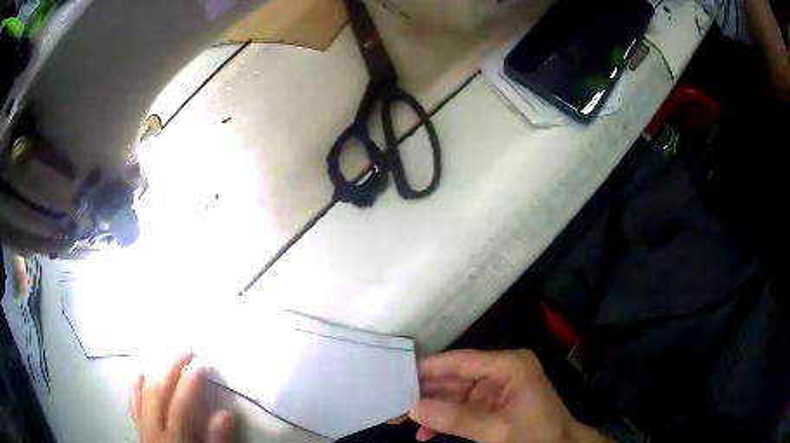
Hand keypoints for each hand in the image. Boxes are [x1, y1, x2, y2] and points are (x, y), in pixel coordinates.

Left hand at [129, 353, 235, 442]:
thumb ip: (217, 441)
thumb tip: (226, 413)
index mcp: (174, 440)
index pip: (180, 405)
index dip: (191, 382)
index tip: (203, 364)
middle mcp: (154, 430)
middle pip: (158, 392)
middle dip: (171, 368)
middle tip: (186, 349)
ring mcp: (142, 428)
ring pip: (143, 393)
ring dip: (155, 371)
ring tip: (167, 356)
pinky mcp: (138, 429)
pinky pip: (133, 404)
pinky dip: (135, 386)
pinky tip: (139, 373)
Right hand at [409, 350, 606, 442]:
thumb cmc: (536, 435)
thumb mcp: (496, 430)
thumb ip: (455, 419)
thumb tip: (413, 406)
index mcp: (509, 366)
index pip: (461, 361)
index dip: (429, 368)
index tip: (397, 374)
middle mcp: (501, 371)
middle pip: (455, 377)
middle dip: (425, 393)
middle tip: (393, 401)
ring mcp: (497, 388)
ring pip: (455, 394)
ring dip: (431, 408)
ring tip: (401, 419)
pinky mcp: (493, 404)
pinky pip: (463, 407)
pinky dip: (445, 419)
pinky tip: (425, 433)